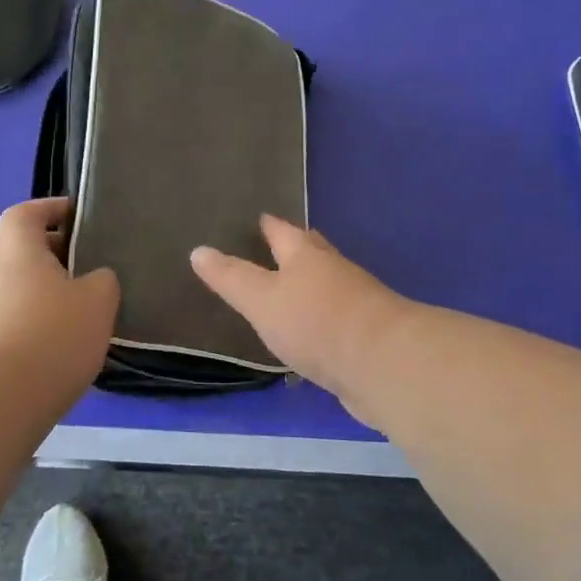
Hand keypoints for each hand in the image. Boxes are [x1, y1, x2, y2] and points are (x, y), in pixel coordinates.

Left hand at [0, 198, 118, 384]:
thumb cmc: (49, 334)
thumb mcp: (98, 302)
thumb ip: (102, 281)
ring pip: (11, 288)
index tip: (76, 216)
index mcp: (15, 245)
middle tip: (84, 269)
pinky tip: (50, 349)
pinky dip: (26, 325)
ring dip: (38, 294)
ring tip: (73, 314)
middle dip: (49, 255)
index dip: (51, 210)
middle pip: (18, 250)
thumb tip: (95, 279)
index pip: (27, 212)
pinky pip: (4, 321)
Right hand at [190, 216, 413, 425]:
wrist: (383, 363)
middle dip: (295, 248)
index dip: (269, 225)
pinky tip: (312, 334)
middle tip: (276, 245)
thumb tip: (198, 250)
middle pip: (311, 252)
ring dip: (310, 284)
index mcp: (305, 254)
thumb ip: (231, 278)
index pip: (283, 231)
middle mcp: (332, 270)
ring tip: (290, 290)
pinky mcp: (366, 335)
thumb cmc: (315, 321)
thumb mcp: (261, 299)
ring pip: (326, 284)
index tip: (259, 217)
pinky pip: (336, 319)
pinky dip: (321, 319)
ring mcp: (355, 302)